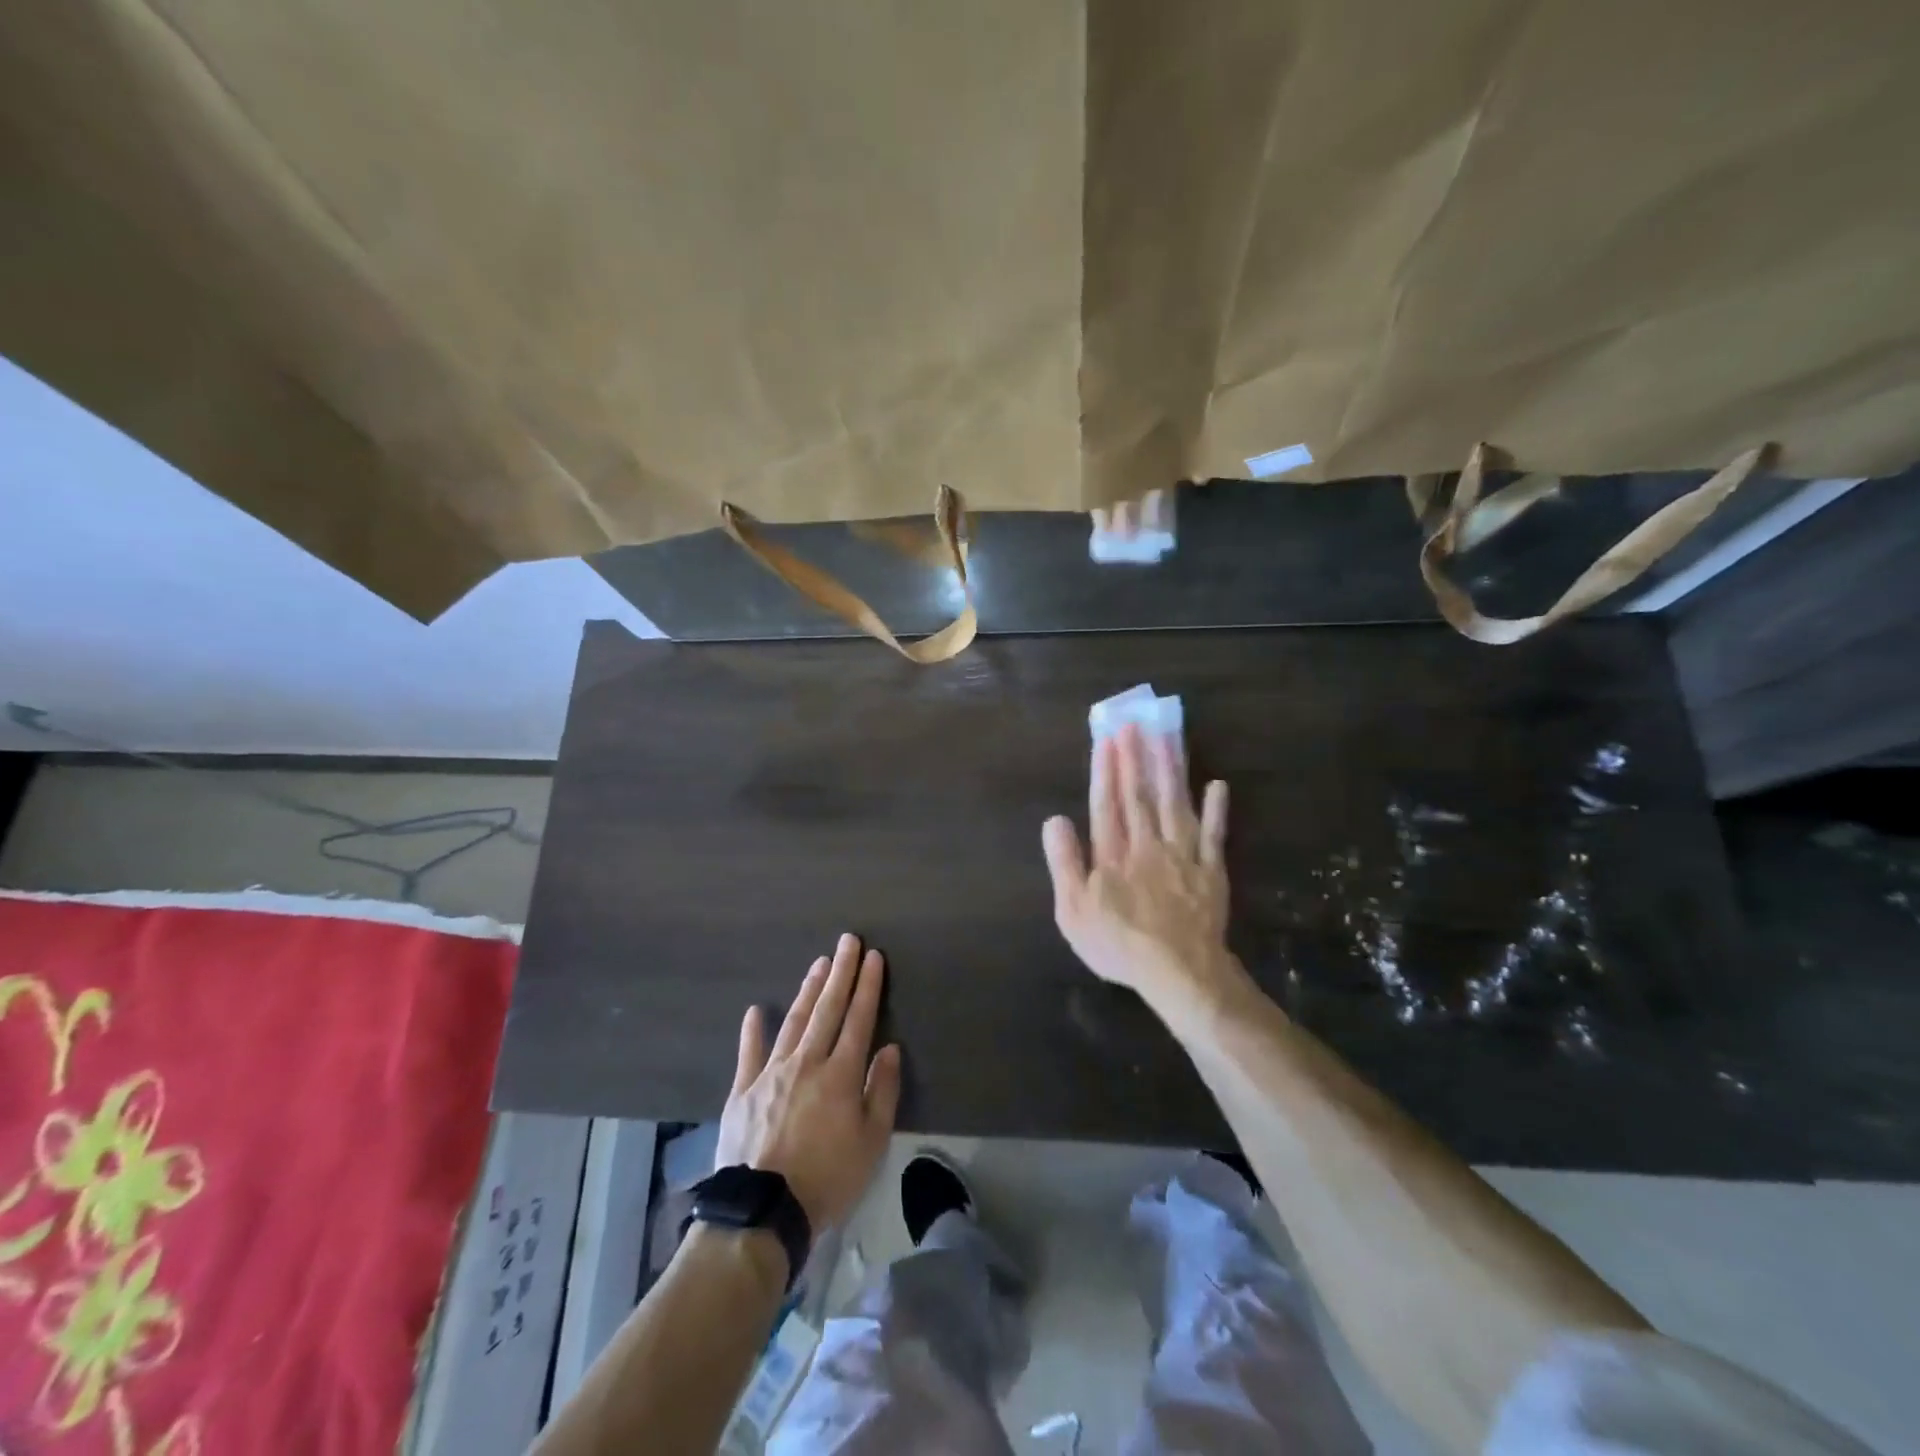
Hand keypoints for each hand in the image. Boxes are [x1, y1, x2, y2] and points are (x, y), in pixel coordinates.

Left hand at [716, 933, 901, 1231]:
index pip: (859, 1018)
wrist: (764, 1211)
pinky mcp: (743, 1090)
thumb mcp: (872, 1143)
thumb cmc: (828, 1179)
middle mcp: (807, 1062)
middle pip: (827, 1009)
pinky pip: (749, 1053)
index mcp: (841, 1074)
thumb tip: (889, 1049)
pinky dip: (753, 1030)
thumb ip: (883, 1091)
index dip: (867, 986)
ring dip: (809, 990)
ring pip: (794, 1021)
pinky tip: (756, 1010)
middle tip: (848, 940)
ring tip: (819, 963)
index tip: (873, 957)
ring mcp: (771, 1073)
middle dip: (841, 972)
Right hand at [1042, 722, 1239, 1007]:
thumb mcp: (1073, 911)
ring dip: (1170, 769)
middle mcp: (1147, 845)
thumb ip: (1065, 862)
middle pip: (1140, 795)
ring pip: (1175, 804)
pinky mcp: (1210, 871)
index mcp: (1113, 854)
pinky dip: (1216, 811)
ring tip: (1167, 737)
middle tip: (1134, 723)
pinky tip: (1217, 786)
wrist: (1179, 973)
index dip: (1106, 770)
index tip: (1107, 739)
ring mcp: (1182, 855)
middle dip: (1135, 757)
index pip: (1107, 803)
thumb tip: (1055, 819)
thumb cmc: (1118, 945)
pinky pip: (1214, 836)